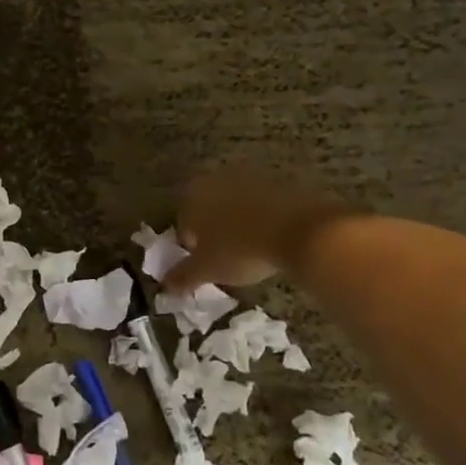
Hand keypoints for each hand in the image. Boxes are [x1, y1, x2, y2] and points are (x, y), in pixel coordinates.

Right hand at [163, 168, 344, 291]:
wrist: (300, 231)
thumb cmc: (241, 249)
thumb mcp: (207, 269)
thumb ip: (182, 277)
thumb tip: (165, 287)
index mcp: (193, 195)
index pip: (183, 224)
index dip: (191, 248)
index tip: (205, 266)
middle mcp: (217, 179)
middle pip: (209, 211)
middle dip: (214, 233)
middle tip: (226, 259)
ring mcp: (250, 177)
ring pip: (235, 206)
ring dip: (238, 225)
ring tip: (251, 251)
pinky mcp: (279, 182)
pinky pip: (261, 205)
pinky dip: (262, 220)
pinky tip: (271, 240)